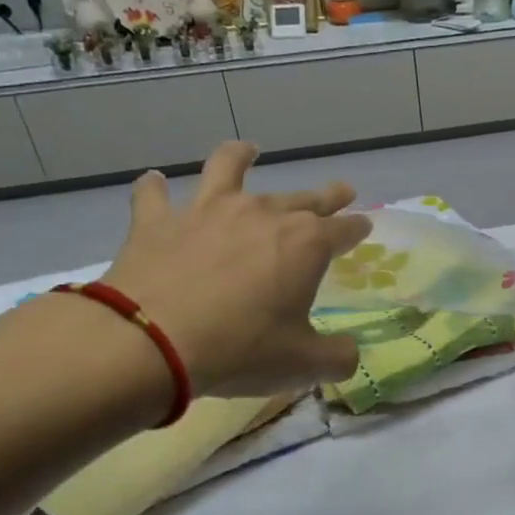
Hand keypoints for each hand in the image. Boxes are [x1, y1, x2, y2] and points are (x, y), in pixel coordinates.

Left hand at [100, 142, 371, 399]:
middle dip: (327, 196)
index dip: (357, 229)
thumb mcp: (303, 364)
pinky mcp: (158, 220)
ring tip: (248, 150)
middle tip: (341, 191)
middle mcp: (262, 214)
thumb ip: (337, 357)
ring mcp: (207, 210)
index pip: (343, 229)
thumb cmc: (240, 350)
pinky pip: (154, 194)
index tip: (364, 227)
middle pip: (302, 198)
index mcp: (305, 245)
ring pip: (228, 168)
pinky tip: (153, 182)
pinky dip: (154, 188)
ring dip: (241, 157)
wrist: (151, 342)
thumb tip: (349, 354)